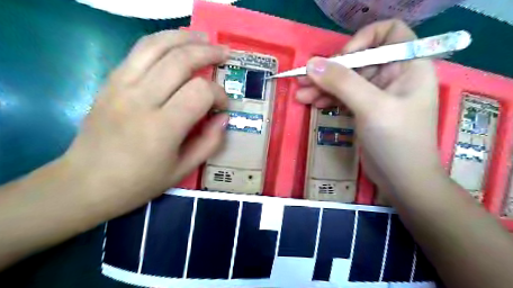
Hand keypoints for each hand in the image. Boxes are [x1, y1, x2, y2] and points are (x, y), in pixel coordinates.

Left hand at [61, 30, 229, 218]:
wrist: (85, 182)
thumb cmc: (139, 182)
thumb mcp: (182, 169)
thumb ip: (210, 142)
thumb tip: (224, 118)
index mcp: (162, 127)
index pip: (200, 92)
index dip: (218, 94)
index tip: (222, 106)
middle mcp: (141, 99)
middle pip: (180, 60)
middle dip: (208, 53)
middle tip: (225, 54)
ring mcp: (121, 86)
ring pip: (157, 46)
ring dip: (185, 37)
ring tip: (204, 38)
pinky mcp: (110, 82)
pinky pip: (138, 51)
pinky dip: (161, 41)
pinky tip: (176, 42)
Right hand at [300, 20, 442, 192]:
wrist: (403, 180)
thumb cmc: (397, 140)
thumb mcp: (371, 107)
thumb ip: (342, 82)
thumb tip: (311, 64)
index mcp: (408, 66)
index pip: (388, 33)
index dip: (362, 40)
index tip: (341, 59)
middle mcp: (394, 76)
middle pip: (358, 60)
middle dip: (331, 70)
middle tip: (303, 79)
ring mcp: (377, 94)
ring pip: (347, 80)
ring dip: (323, 86)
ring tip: (300, 94)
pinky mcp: (365, 110)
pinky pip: (344, 96)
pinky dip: (328, 98)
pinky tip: (312, 103)